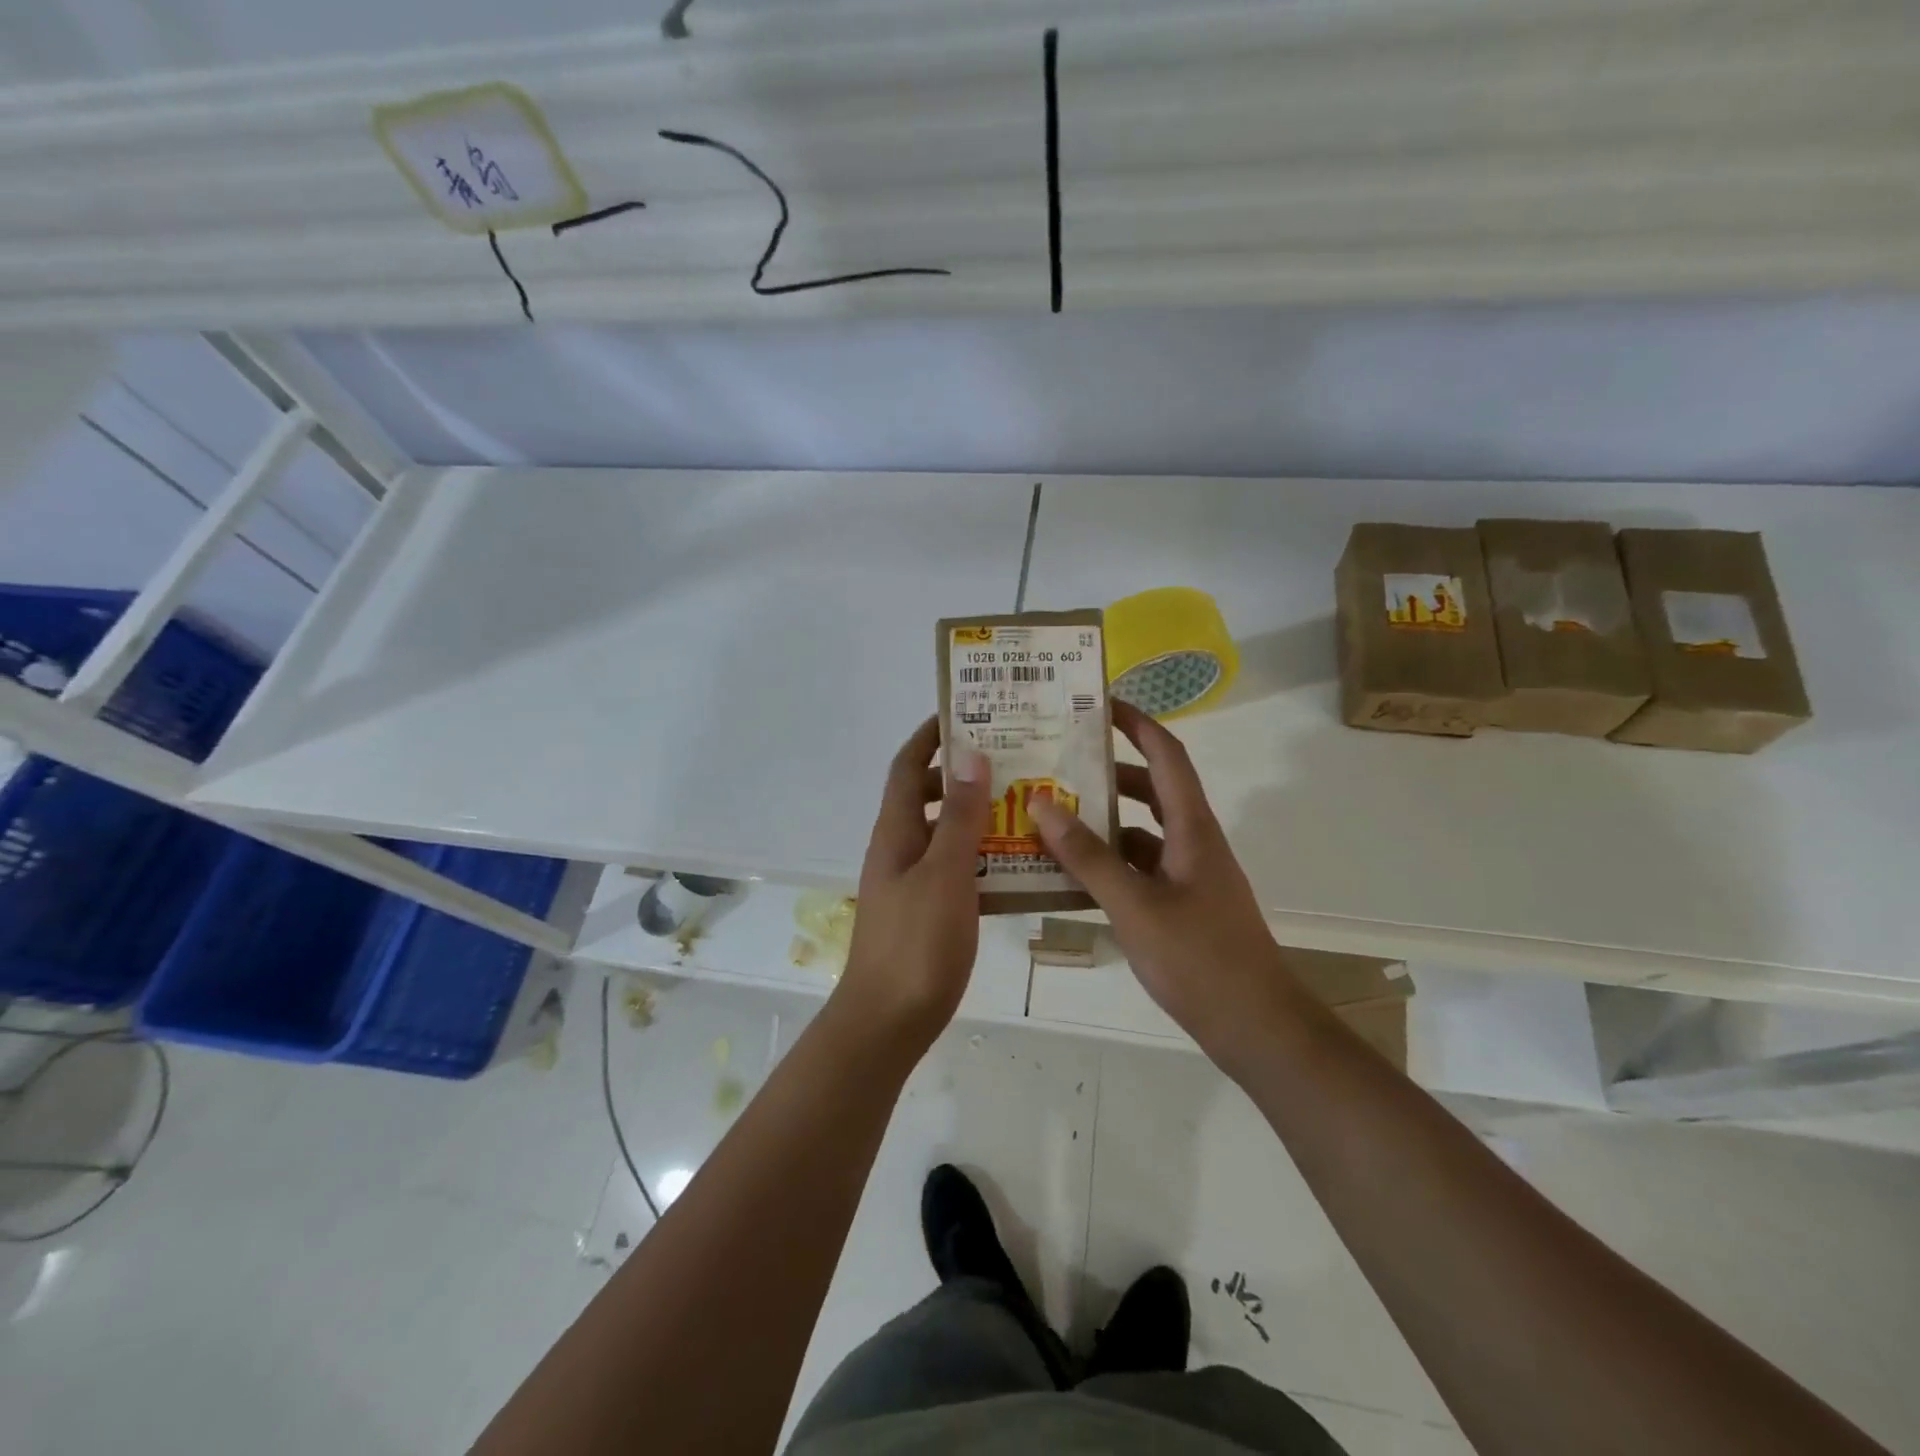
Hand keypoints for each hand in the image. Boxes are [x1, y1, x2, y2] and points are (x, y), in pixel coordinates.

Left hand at [834, 716, 990, 1050]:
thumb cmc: (917, 943)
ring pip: (945, 833)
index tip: (966, 712)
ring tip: (1026, 804)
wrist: (888, 1022)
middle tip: (1013, 759)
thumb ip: (959, 816)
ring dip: (977, 814)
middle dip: (963, 773)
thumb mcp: (944, 873)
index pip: (908, 767)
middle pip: (928, 795)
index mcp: (896, 831)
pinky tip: (1019, 863)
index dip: (930, 736)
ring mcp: (911, 881)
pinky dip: (982, 855)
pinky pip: (956, 868)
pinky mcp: (927, 910)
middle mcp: (900, 848)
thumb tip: (970, 754)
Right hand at [1031, 701, 1303, 1068]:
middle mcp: (1192, 842)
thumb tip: (1043, 804)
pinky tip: (1068, 873)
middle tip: (1057, 762)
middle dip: (1106, 772)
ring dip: (1101, 821)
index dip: (1137, 724)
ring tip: (1050, 814)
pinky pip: (1137, 869)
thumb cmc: (1200, 959)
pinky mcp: (1179, 906)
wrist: (1256, 1027)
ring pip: (1139, 832)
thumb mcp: (1135, 905)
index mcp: (1192, 828)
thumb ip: (1088, 856)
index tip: (1099, 703)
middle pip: (1149, 790)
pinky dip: (1106, 863)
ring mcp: (1187, 876)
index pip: (1167, 756)